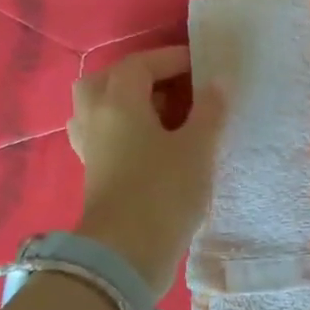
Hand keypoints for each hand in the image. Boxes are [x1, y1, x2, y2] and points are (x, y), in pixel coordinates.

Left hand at [67, 45, 223, 299]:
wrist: (128, 251)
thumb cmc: (165, 191)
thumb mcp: (198, 148)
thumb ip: (209, 111)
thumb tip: (218, 82)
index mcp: (118, 103)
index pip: (141, 65)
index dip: (172, 58)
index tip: (203, 64)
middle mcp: (95, 117)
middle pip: (110, 80)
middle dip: (144, 76)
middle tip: (178, 85)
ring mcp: (91, 146)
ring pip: (103, 107)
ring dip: (132, 101)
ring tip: (167, 112)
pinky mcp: (96, 171)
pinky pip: (107, 133)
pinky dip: (128, 127)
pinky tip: (152, 141)